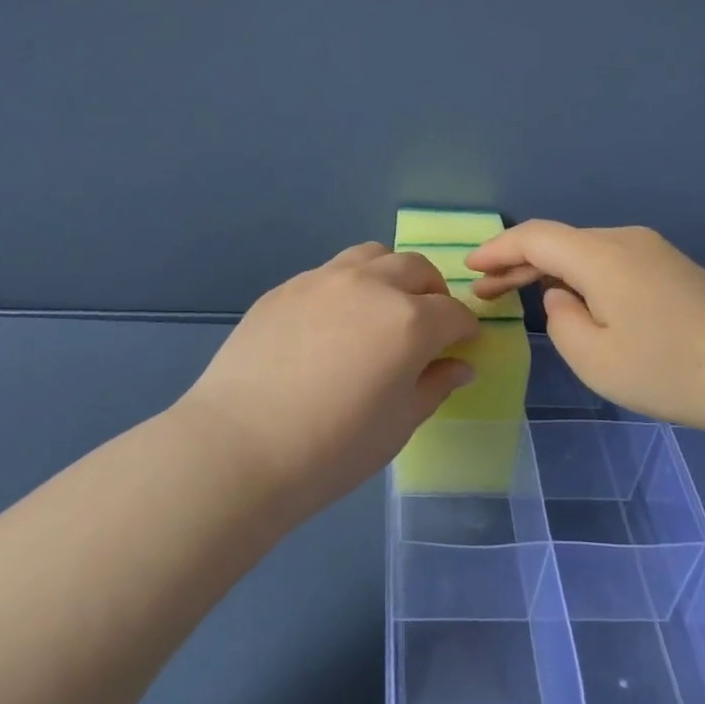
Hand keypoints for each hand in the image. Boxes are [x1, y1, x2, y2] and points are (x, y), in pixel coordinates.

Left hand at [176, 243, 479, 522]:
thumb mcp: (399, 424)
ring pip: (372, 256)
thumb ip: (434, 386)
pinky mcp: (285, 288)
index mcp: (409, 320)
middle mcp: (370, 285)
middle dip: (433, 294)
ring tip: (382, 310)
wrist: (240, 446)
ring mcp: (322, 280)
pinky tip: (332, 325)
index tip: (462, 348)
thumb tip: (459, 366)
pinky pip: (329, 273)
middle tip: (427, 327)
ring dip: (390, 276)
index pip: (454, 313)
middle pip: (417, 269)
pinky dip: (348, 287)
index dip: (465, 331)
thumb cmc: (333, 447)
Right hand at [465, 221, 704, 431]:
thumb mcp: (595, 358)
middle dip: (518, 264)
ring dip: (549, 271)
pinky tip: (574, 301)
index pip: (535, 238)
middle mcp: (624, 241)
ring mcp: (652, 252)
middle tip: (485, 291)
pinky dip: (580, 277)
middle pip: (559, 242)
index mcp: (599, 256)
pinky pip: (610, 263)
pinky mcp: (671, 269)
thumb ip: (561, 321)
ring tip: (520, 296)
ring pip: (585, 252)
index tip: (470, 267)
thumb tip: (563, 298)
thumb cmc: (669, 369)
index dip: (498, 250)